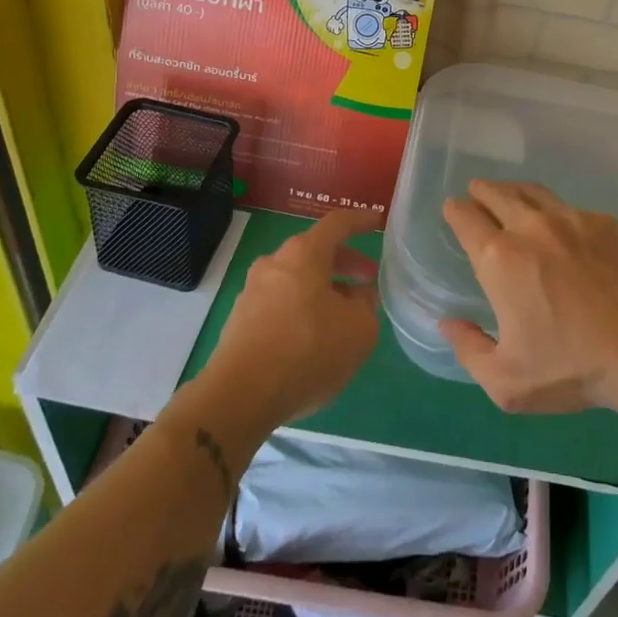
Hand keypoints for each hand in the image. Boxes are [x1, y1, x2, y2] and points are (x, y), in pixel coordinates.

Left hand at [203, 210, 380, 426]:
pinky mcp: (240, 320)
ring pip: (297, 279)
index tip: (377, 222)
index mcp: (304, 253)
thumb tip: (358, 296)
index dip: (360, 221)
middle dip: (345, 263)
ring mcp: (252, 291)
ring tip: (344, 315)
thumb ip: (366, 305)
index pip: (337, 223)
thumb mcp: (359, 330)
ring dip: (324, 289)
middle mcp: (275, 263)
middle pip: (315, 252)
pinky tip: (315, 338)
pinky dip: (302, 309)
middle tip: (368, 279)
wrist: (240, 395)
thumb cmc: (308, 350)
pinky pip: (280, 303)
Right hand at [438, 180, 617, 413]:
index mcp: (499, 258)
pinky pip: (569, 208)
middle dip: (481, 191)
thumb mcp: (506, 381)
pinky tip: (560, 228)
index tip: (453, 210)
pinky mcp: (604, 223)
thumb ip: (468, 349)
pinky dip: (555, 212)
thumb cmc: (570, 367)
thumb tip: (448, 323)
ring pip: (533, 192)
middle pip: (497, 194)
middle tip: (476, 193)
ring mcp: (570, 219)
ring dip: (514, 191)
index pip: (466, 218)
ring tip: (510, 197)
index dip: (455, 211)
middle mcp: (530, 227)